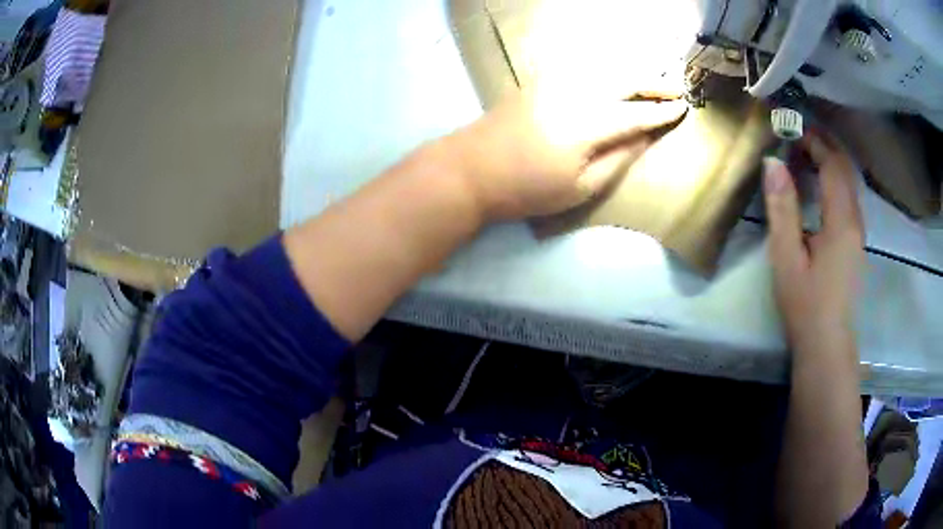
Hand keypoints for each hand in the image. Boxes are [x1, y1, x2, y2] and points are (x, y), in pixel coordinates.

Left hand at [448, 89, 687, 220]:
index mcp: (590, 123)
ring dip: (631, 71)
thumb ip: (619, 158)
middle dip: (654, 84)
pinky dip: (603, 66)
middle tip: (676, 89)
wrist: (471, 169)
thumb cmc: (527, 188)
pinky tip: (611, 71)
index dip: (663, 112)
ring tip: (651, 80)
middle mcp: (576, 92)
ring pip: (603, 67)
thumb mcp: (581, 187)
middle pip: (624, 80)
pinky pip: (580, 66)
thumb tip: (646, 136)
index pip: (638, 113)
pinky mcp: (538, 80)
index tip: (684, 109)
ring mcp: (554, 82)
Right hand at [763, 134, 863, 353]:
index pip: (832, 165)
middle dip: (825, 145)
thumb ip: (782, 208)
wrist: (827, 343)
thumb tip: (772, 163)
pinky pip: (849, 198)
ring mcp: (859, 233)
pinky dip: (835, 180)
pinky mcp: (856, 243)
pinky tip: (820, 185)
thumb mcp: (787, 256)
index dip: (814, 141)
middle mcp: (856, 220)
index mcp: (841, 221)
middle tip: (799, 134)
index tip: (791, 129)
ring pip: (850, 183)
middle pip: (845, 169)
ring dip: (831, 161)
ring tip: (807, 154)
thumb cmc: (805, 303)